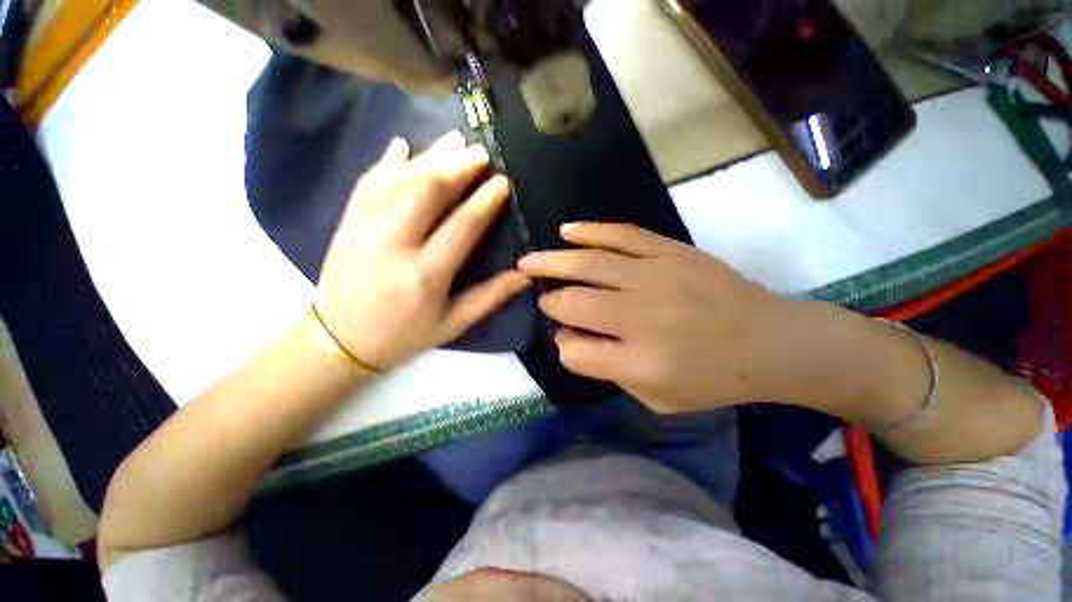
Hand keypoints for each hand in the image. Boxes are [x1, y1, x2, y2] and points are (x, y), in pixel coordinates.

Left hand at [317, 131, 529, 369]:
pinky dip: (386, 161)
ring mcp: (364, 230)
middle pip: (426, 192)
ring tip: (453, 140)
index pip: (461, 227)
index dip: (484, 202)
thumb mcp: (453, 324)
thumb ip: (490, 297)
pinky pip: (367, 183)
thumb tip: (525, 274)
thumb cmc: (404, 335)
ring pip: (398, 181)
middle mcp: (394, 246)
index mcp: (426, 276)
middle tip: (480, 152)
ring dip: (428, 156)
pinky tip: (403, 146)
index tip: (502, 182)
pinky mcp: (346, 223)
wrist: (338, 340)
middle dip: (457, 167)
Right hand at [518, 223, 802, 413]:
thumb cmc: (714, 378)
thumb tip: (568, 338)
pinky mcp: (670, 251)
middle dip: (550, 302)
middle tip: (540, 297)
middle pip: (573, 304)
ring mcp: (655, 276)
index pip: (576, 351)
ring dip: (551, 262)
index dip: (563, 346)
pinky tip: (566, 231)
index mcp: (641, 362)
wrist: (771, 340)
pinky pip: (620, 235)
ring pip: (588, 264)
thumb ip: (608, 370)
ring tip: (529, 261)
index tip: (564, 339)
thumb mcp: (658, 398)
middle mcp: (641, 316)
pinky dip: (588, 232)